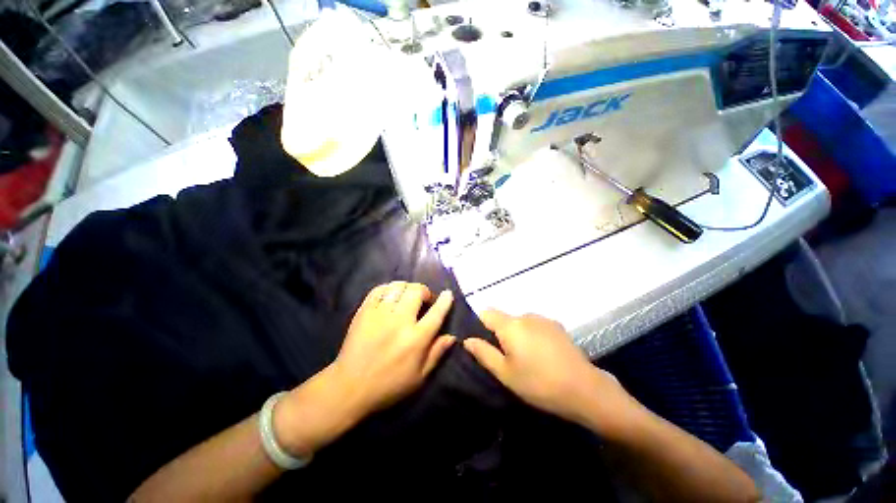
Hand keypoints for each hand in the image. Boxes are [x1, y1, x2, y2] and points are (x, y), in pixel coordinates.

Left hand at [330, 281, 456, 413]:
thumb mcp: (419, 377)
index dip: (444, 301)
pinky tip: (390, 296)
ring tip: (407, 296)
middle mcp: (400, 321)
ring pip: (398, 286)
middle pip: (416, 291)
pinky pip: (379, 290)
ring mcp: (380, 314)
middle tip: (424, 299)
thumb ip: (437, 353)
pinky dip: (388, 289)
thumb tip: (452, 336)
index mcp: (416, 339)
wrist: (349, 387)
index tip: (447, 293)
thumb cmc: (389, 384)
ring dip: (407, 288)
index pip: (436, 312)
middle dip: (424, 291)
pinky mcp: (364, 311)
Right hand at [463, 309, 631, 429]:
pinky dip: (532, 335)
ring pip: (520, 322)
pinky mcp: (557, 326)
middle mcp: (526, 315)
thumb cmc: (539, 384)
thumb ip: (484, 353)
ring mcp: (543, 319)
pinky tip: (543, 355)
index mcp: (511, 325)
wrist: (585, 390)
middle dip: (500, 334)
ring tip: (527, 359)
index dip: (480, 325)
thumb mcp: (506, 374)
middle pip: (504, 318)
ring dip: (517, 335)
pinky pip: (535, 325)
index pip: (486, 313)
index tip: (484, 344)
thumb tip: (467, 339)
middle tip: (507, 359)